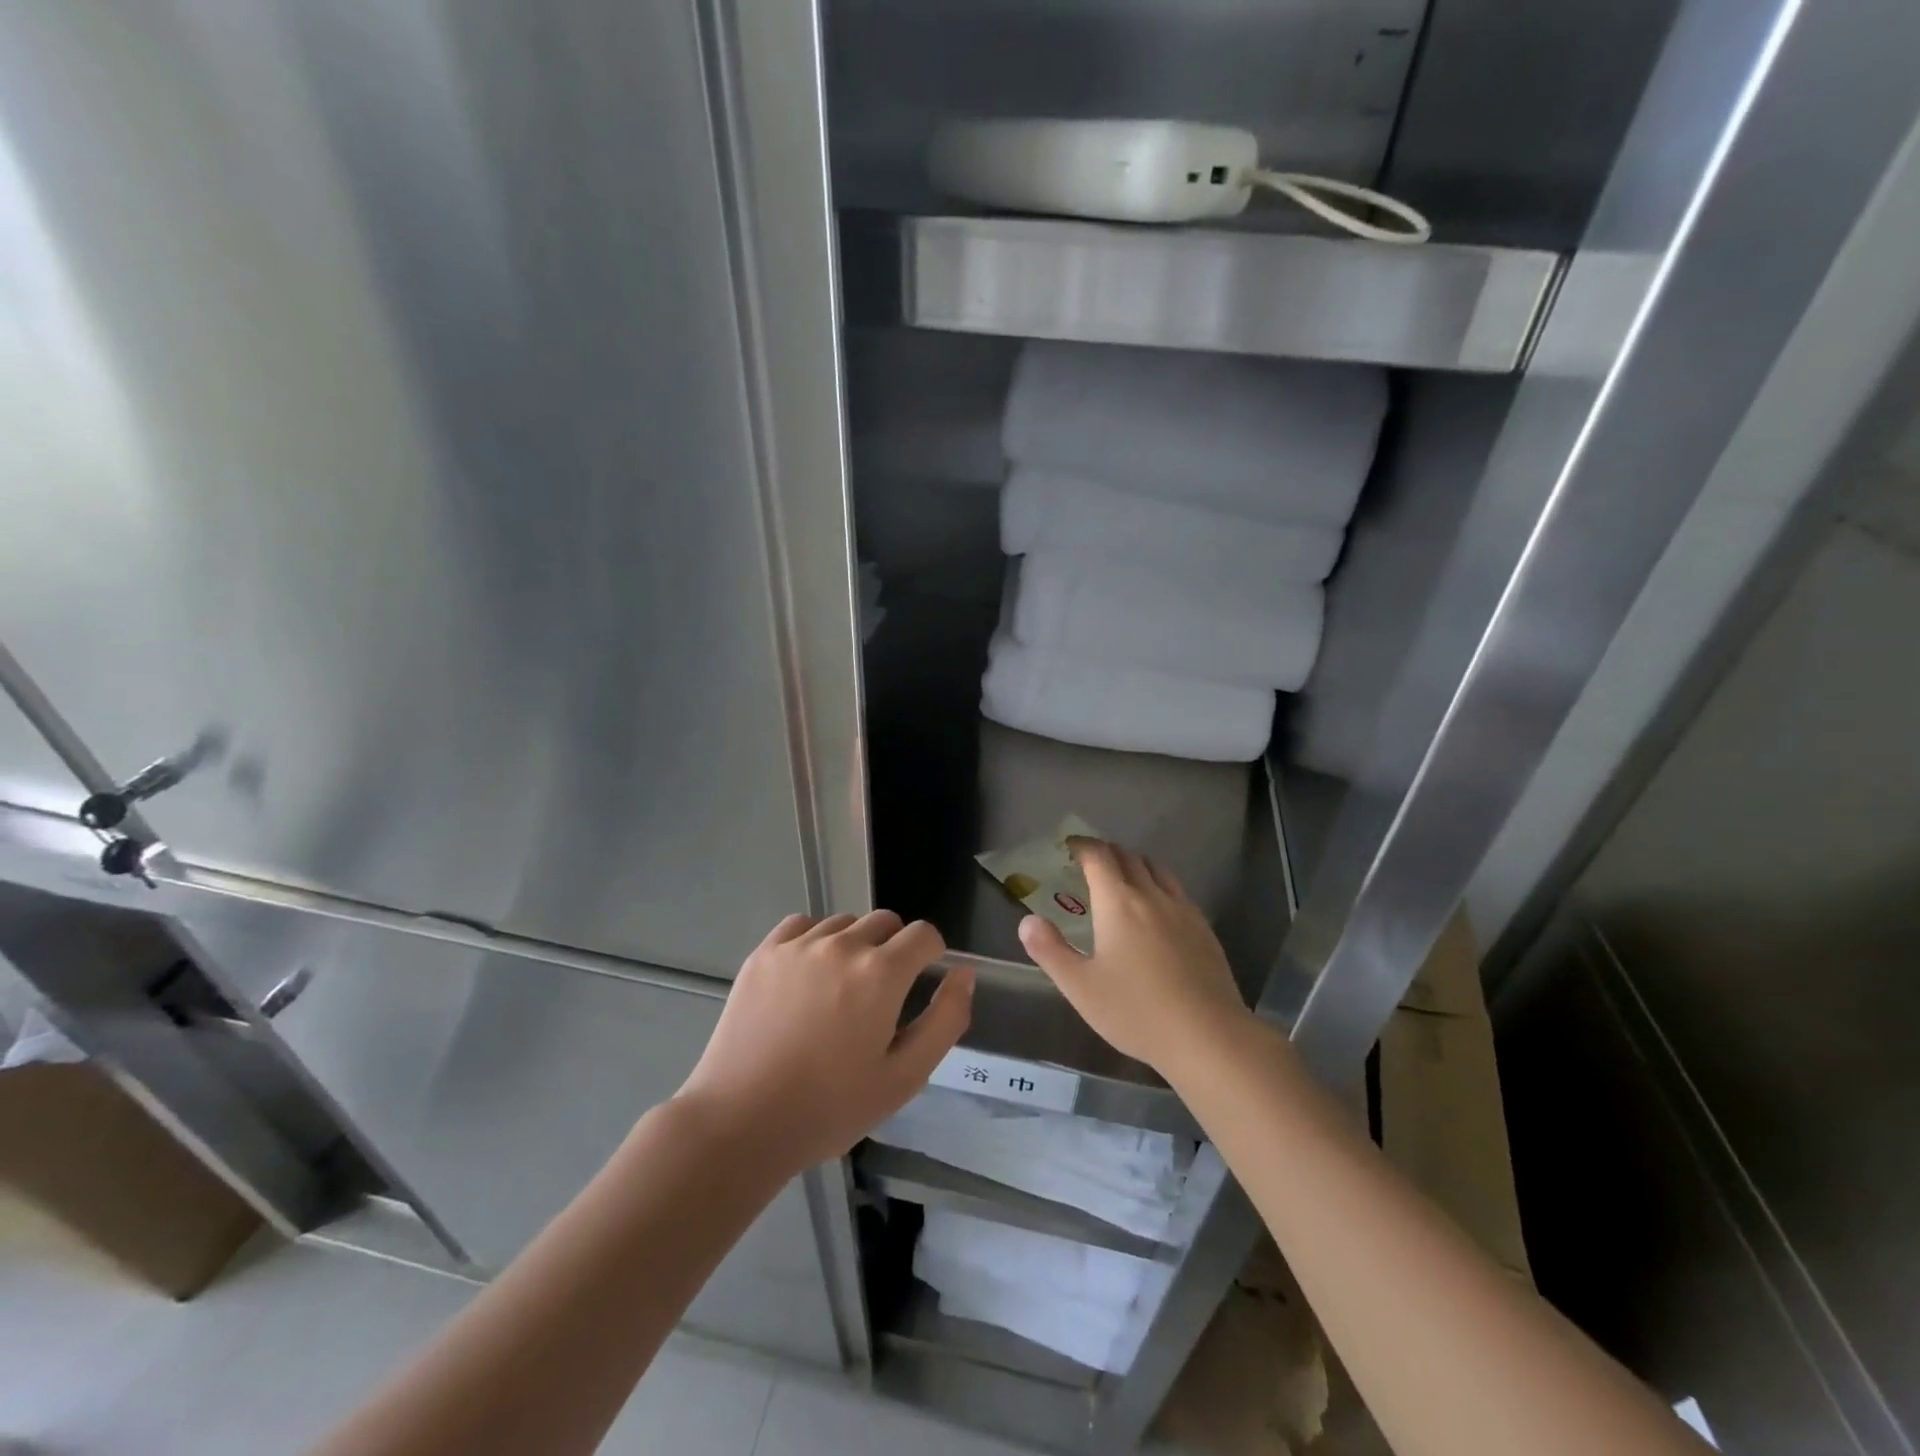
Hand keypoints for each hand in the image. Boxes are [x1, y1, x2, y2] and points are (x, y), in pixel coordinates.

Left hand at [677, 911, 972, 1175]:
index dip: (931, 955)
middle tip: (880, 995)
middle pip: (886, 922)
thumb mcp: (904, 1077)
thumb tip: (963, 974)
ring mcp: (799, 945)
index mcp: (881, 973)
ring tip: (839, 990)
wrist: (741, 1122)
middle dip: (895, 949)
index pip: (924, 934)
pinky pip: (802, 925)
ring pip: (844, 923)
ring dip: (854, 945)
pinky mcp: (764, 952)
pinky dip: (814, 940)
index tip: (921, 982)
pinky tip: (806, 977)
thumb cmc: (830, 1108)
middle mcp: (842, 945)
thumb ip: (945, 1020)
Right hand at [1018, 839, 1252, 1078]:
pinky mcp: (1204, 930)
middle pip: (1129, 857)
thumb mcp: (1080, 987)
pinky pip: (1178, 892)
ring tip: (1123, 879)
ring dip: (1136, 865)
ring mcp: (1183, 911)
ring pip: (1158, 871)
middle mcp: (1152, 896)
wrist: (1208, 1036)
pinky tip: (1158, 911)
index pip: (1099, 857)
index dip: (1082, 846)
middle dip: (1107, 853)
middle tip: (1090, 863)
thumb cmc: (1136, 1011)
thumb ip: (1050, 950)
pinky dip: (1160, 886)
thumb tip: (1027, 921)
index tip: (1069, 846)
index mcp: (1119, 903)